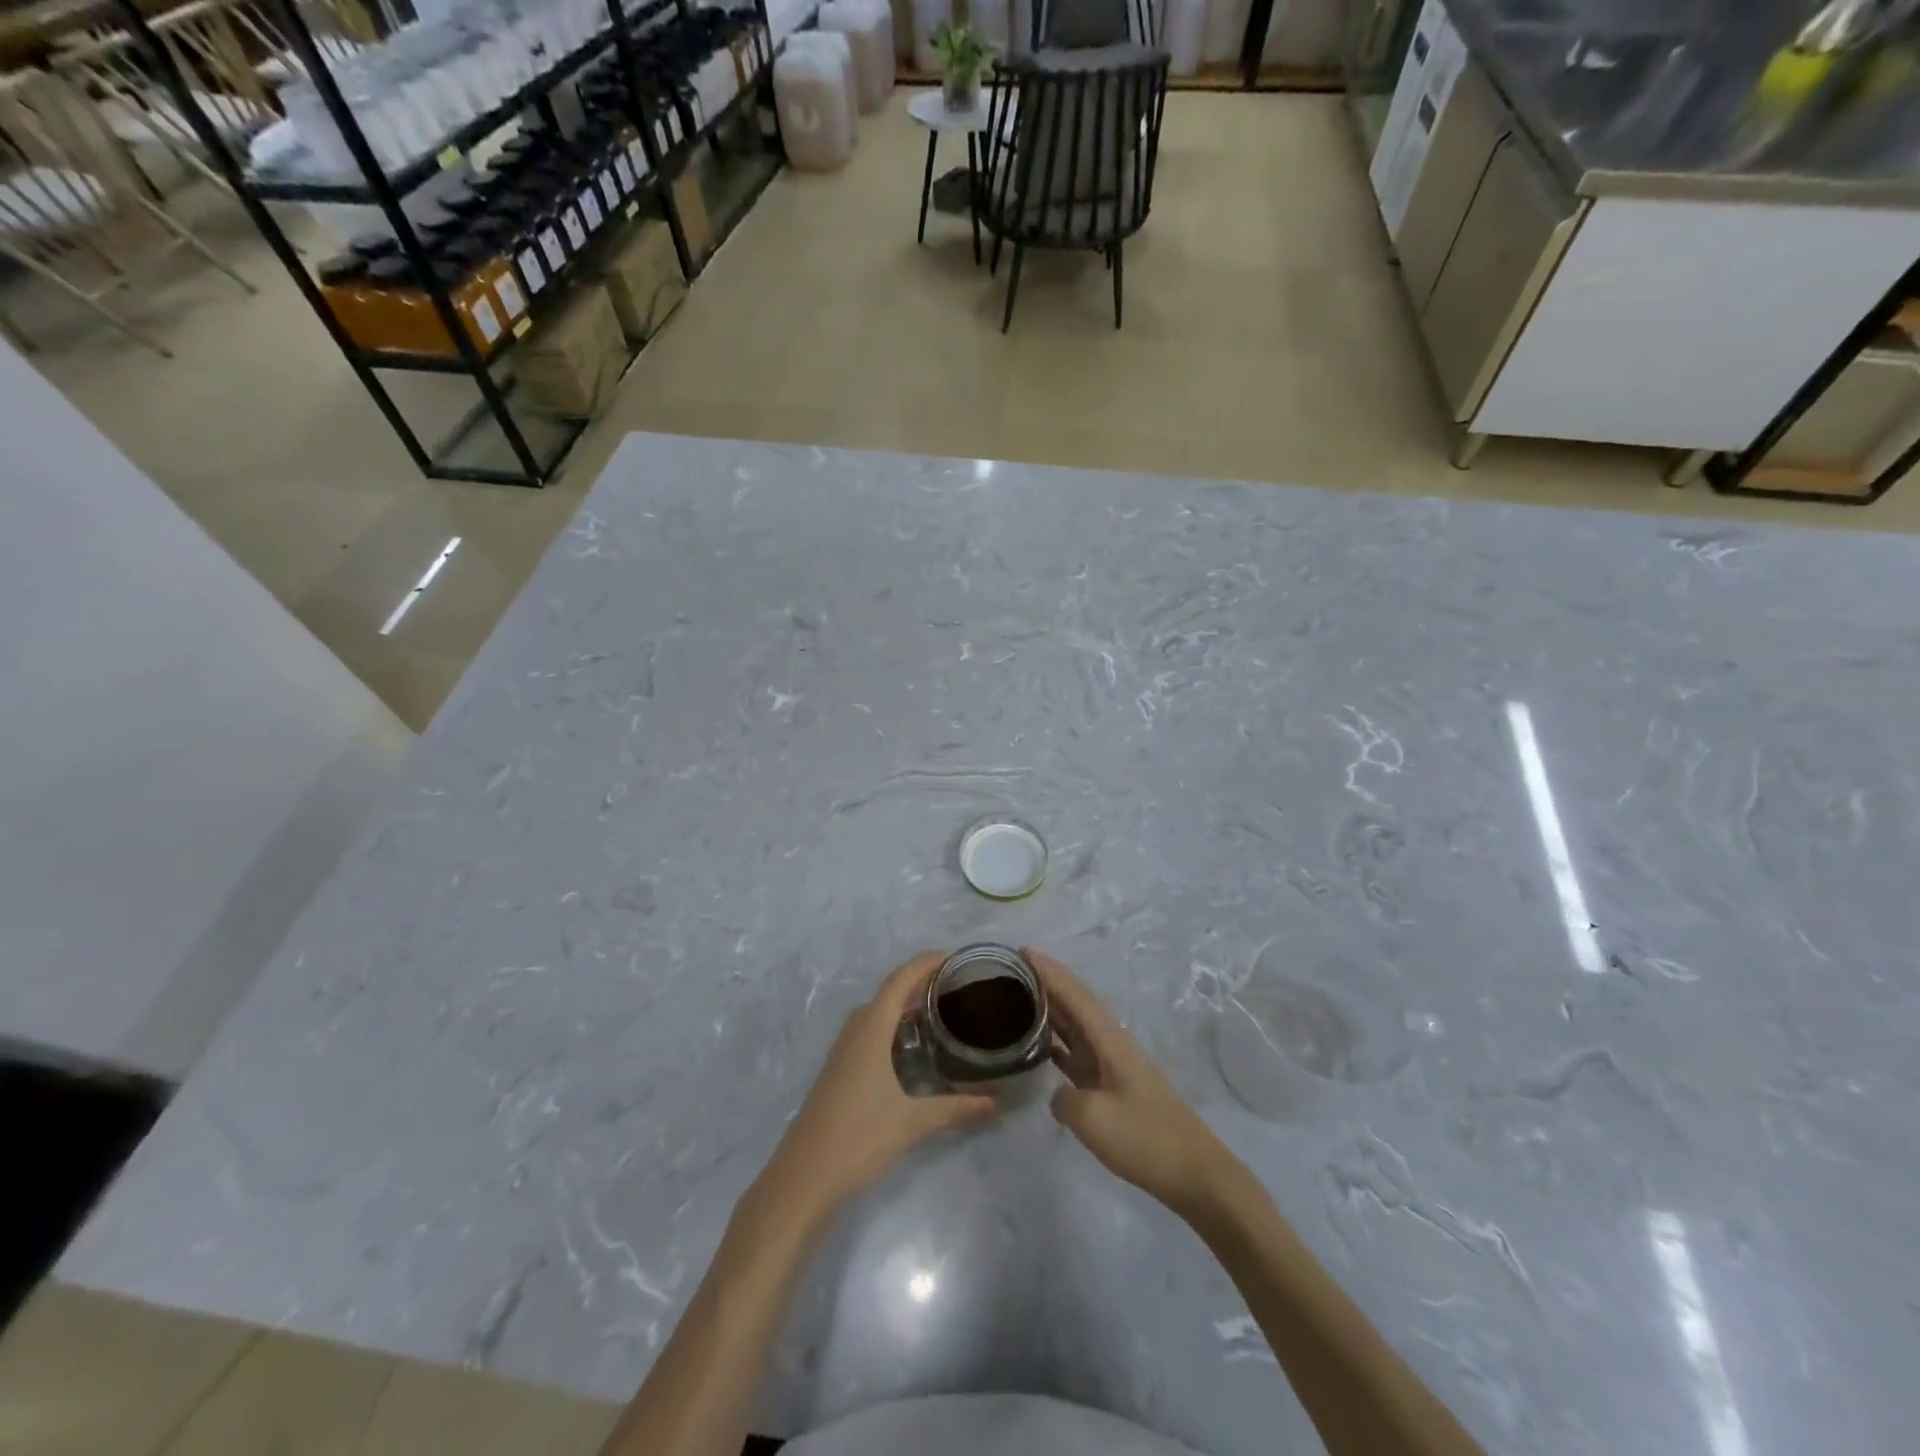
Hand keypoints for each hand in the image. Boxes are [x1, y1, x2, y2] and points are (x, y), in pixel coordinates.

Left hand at [746, 953, 995, 1236]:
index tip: (953, 957)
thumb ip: (955, 1109)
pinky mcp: (838, 1070)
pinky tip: (909, 1047)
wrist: (802, 1177)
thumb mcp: (912, 1122)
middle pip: (888, 992)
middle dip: (918, 982)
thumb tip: (995, 1103)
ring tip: (937, 1010)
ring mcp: (842, 1051)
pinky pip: (868, 1031)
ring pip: (876, 1012)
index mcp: (871, 1030)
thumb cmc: (857, 1138)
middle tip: (954, 986)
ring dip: (903, 1004)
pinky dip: (891, 1025)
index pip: (899, 980)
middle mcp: (855, 1031)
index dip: (924, 963)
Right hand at [1029, 948, 1230, 1215]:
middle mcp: (1112, 1043)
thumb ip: (1064, 1099)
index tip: (1022, 951)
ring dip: (1051, 1010)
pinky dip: (1058, 1043)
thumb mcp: (1093, 1120)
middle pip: (1076, 1003)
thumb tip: (1058, 1094)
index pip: (1075, 994)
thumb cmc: (1145, 1139)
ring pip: (1077, 1027)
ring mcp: (1114, 1065)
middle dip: (1047, 983)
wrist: (1194, 1174)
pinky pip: (1079, 1053)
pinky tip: (1040, 1047)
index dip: (1049, 971)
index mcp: (1110, 1040)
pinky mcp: (1115, 1088)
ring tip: (1019, 1000)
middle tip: (1011, 971)